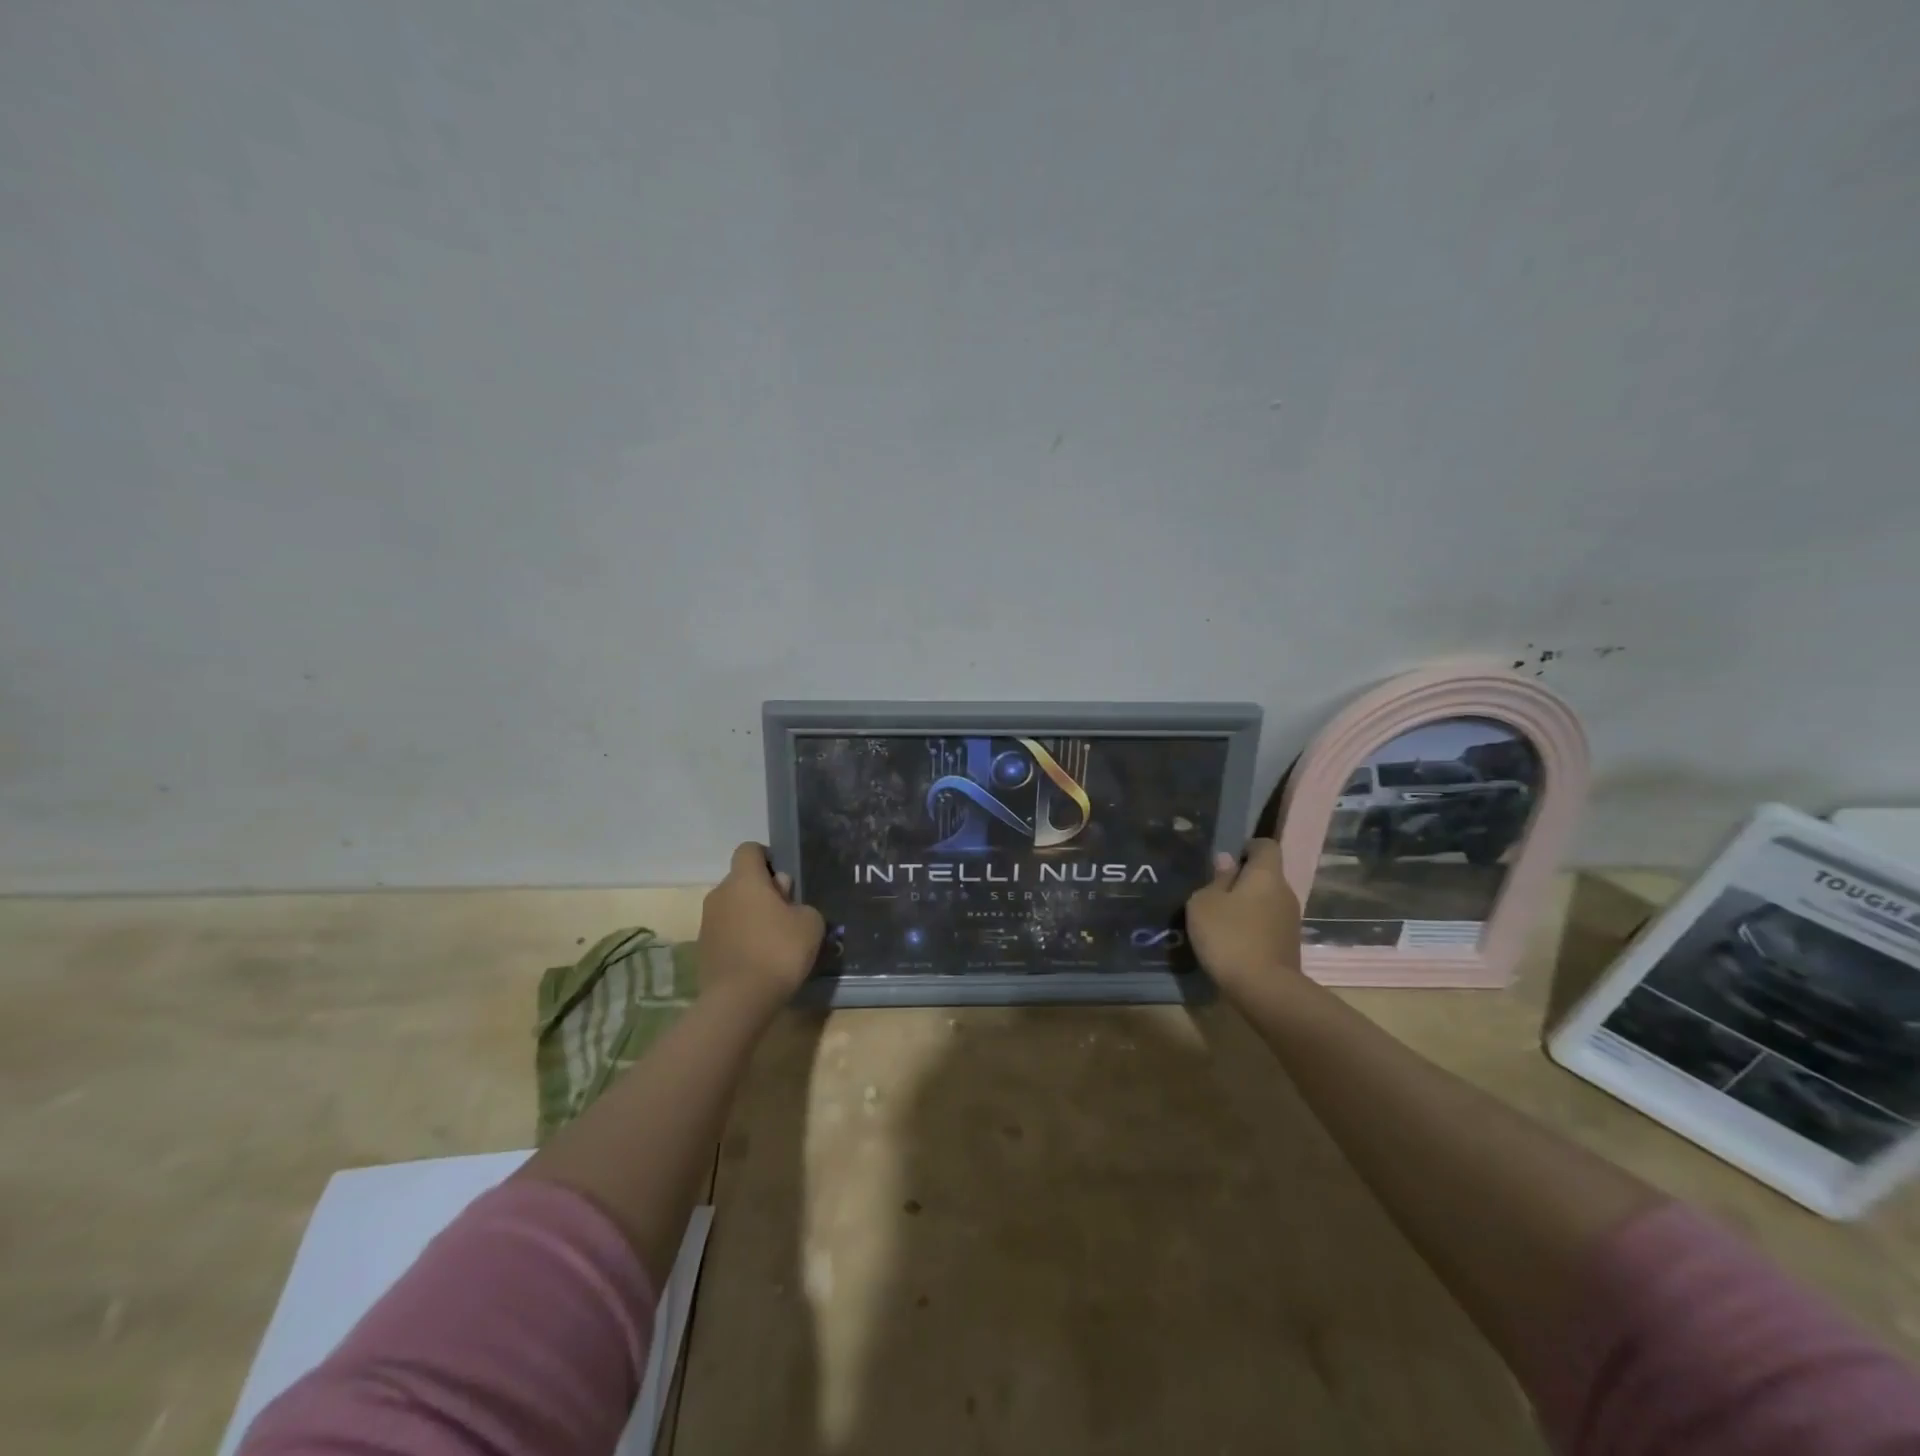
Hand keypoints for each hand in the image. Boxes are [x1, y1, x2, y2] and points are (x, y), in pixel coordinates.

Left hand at [698, 843, 825, 1010]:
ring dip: (750, 916)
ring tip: (773, 941)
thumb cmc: (779, 951)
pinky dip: (740, 938)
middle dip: (762, 891)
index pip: (749, 849)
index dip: (767, 857)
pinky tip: (758, 959)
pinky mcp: (702, 949)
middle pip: (741, 881)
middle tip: (786, 915)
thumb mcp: (810, 923)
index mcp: (744, 879)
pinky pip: (726, 932)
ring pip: (733, 907)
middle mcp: (719, 894)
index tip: (784, 880)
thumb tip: (783, 899)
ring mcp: (707, 922)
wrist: (738, 1001)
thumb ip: (800, 903)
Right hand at [1185, 838, 1302, 1002]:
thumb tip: (1228, 862)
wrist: (1264, 990)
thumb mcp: (1205, 903)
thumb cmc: (1229, 936)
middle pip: (1266, 875)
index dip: (1247, 847)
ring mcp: (1291, 920)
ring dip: (1247, 906)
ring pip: (1267, 901)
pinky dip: (1252, 927)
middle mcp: (1285, 892)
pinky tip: (1233, 942)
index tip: (1226, 861)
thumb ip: (1216, 879)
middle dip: (1243, 880)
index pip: (1266, 846)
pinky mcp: (1289, 944)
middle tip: (1214, 894)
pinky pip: (1268, 924)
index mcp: (1266, 875)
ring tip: (1220, 921)